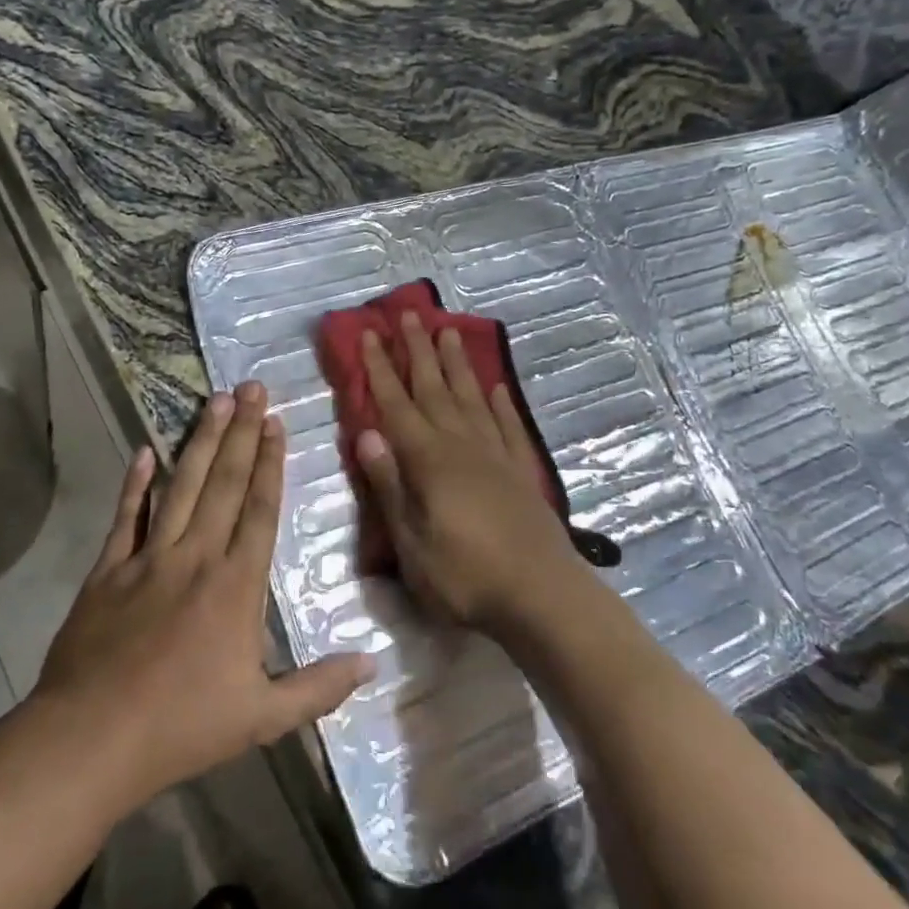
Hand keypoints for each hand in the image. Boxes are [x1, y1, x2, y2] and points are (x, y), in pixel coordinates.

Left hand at [36, 383, 372, 808]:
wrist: (90, 741)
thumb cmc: (182, 727)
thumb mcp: (262, 717)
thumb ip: (319, 687)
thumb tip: (373, 661)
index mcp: (235, 585)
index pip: (260, 509)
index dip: (271, 463)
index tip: (276, 422)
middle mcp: (196, 557)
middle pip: (225, 483)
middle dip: (242, 433)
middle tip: (251, 387)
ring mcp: (148, 558)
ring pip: (181, 487)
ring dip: (201, 442)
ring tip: (215, 401)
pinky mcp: (107, 571)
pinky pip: (125, 517)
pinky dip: (135, 483)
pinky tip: (145, 450)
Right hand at [353, 312, 586, 637]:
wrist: (541, 594)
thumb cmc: (465, 576)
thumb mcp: (412, 543)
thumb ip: (390, 486)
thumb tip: (366, 434)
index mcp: (428, 460)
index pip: (396, 404)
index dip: (380, 368)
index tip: (371, 333)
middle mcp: (461, 444)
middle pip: (434, 388)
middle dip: (418, 351)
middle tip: (410, 314)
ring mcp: (495, 454)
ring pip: (471, 396)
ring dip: (457, 364)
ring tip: (449, 332)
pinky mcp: (521, 470)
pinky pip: (507, 425)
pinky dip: (500, 403)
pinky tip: (496, 386)